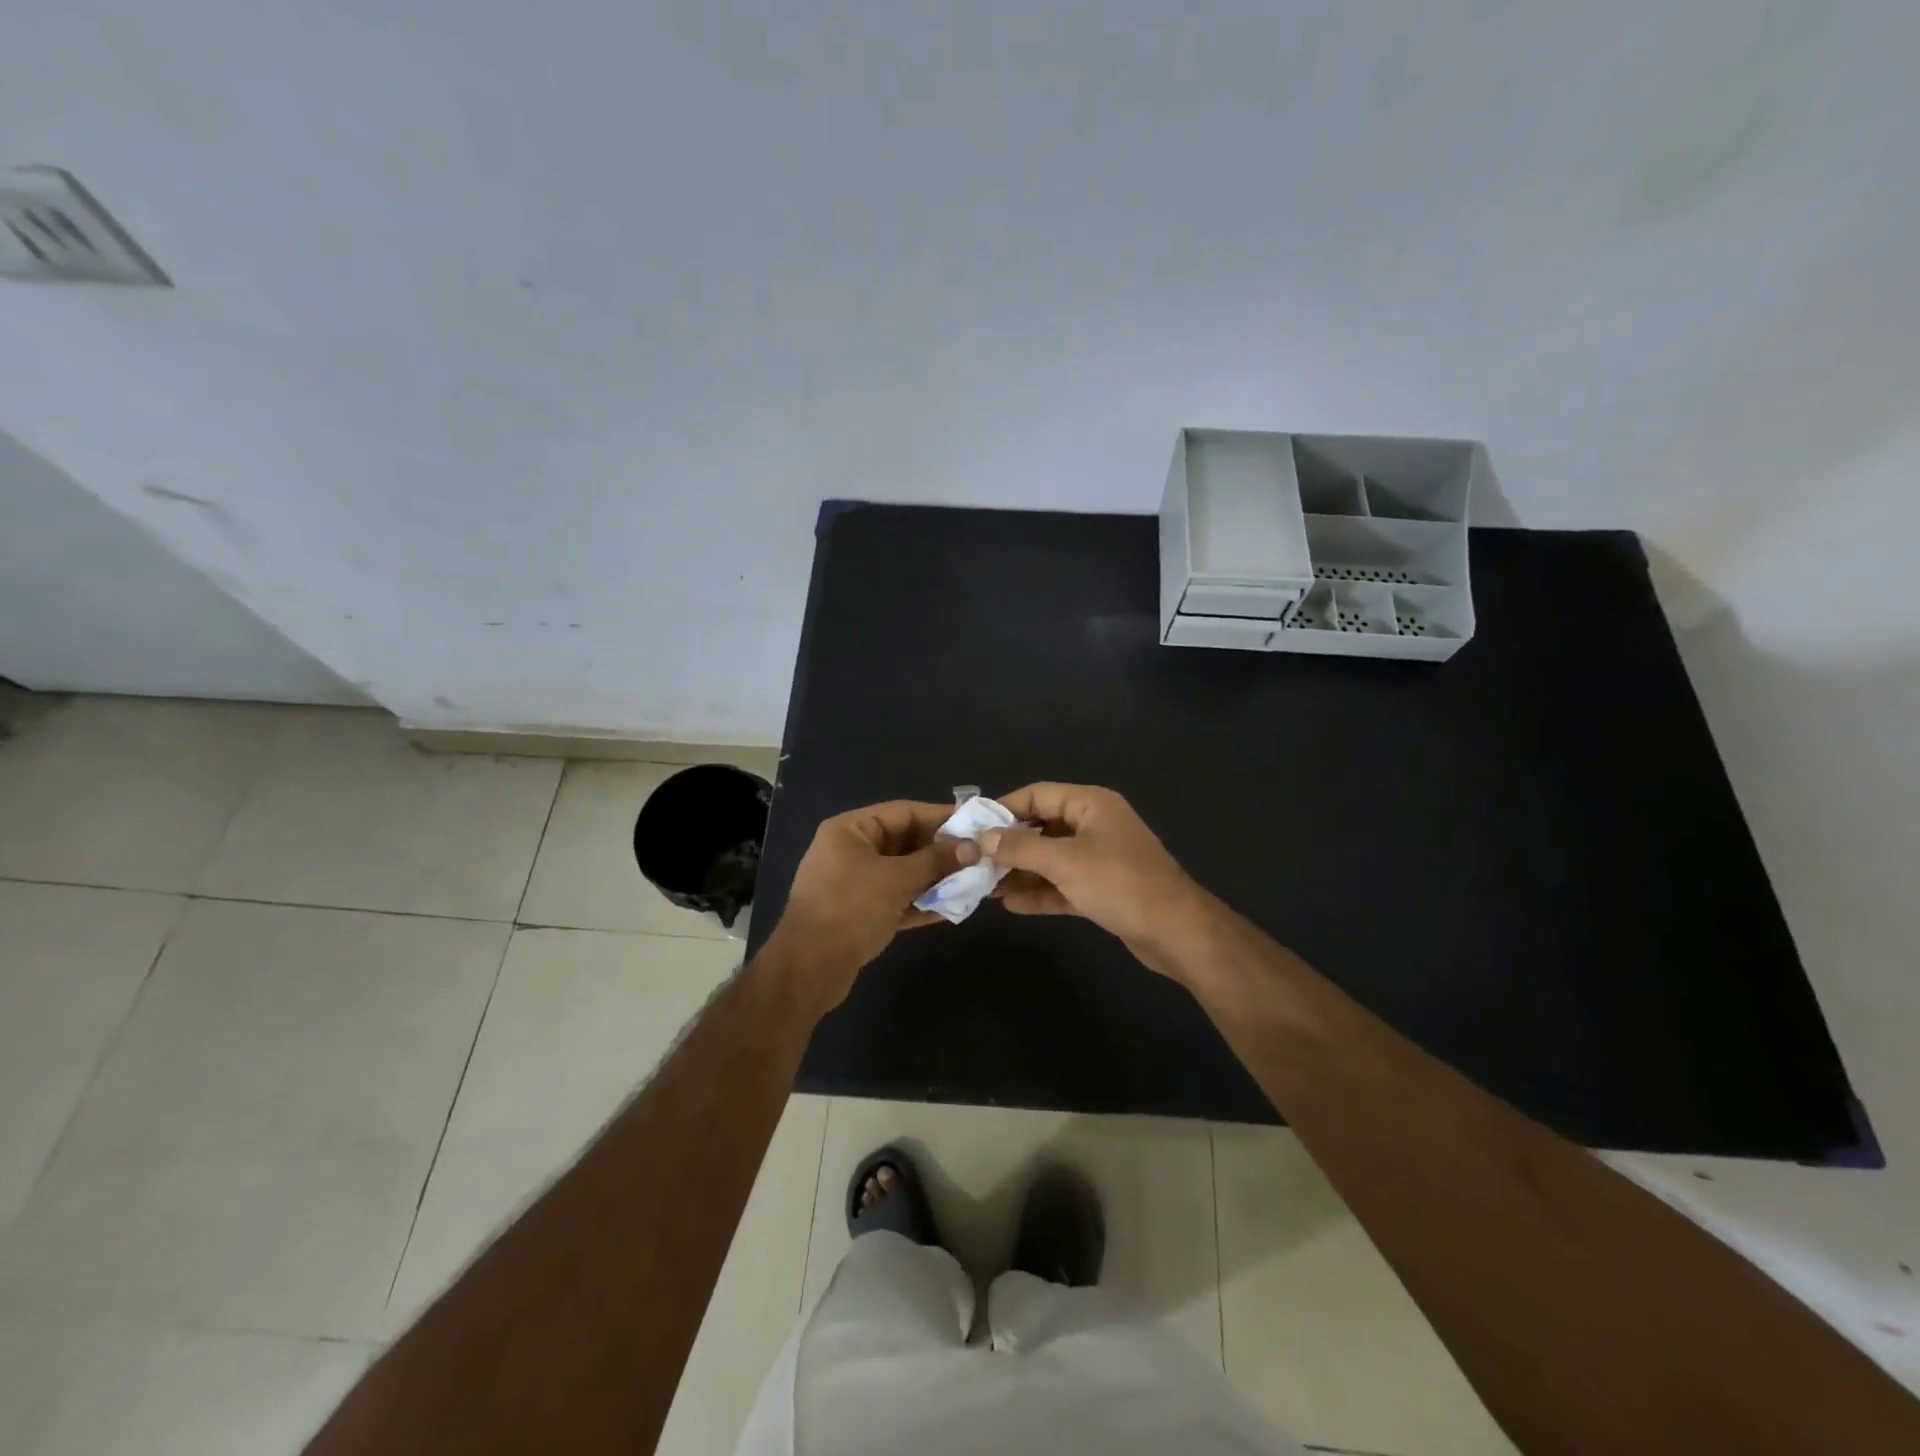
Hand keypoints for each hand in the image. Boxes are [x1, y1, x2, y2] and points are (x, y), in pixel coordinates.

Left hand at [767, 800, 963, 1002]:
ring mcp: (855, 883)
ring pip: (903, 873)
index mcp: (850, 831)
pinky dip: (922, 901)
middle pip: (904, 842)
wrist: (809, 969)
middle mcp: (851, 851)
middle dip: (941, 850)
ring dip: (935, 877)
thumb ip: (935, 861)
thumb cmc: (849, 909)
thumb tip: (973, 847)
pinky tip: (954, 906)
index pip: (903, 812)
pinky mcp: (861, 913)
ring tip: (974, 880)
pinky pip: (898, 899)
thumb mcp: (896, 879)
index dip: (940, 816)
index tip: (974, 823)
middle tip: (979, 854)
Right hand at [971, 783, 1210, 973]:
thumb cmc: (1120, 883)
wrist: (1176, 932)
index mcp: (1091, 804)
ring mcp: (1099, 858)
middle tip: (973, 859)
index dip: (1004, 808)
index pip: (1038, 794)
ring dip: (1020, 871)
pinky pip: (1062, 884)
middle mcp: (1094, 825)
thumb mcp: (1065, 861)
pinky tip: (1009, 904)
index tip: (972, 827)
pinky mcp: (1101, 889)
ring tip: (983, 885)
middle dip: (1008, 844)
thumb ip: (1020, 847)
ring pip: (1050, 859)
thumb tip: (982, 837)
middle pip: (1042, 827)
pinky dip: (1039, 892)